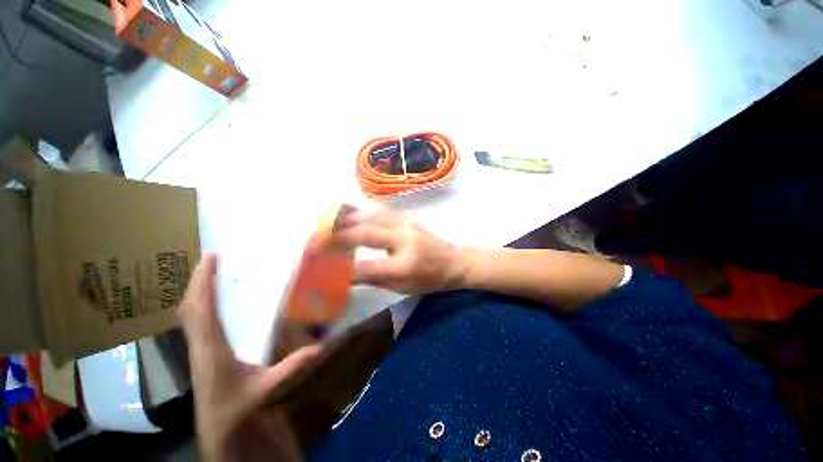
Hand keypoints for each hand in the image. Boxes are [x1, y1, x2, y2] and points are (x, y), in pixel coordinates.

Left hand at [180, 254, 323, 461]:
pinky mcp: (215, 363)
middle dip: (199, 284)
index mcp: (211, 354)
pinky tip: (232, 310)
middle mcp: (205, 351)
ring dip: (204, 297)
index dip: (202, 283)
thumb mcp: (263, 396)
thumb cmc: (236, 421)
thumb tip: (318, 347)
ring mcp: (207, 357)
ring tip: (220, 278)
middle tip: (214, 262)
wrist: (225, 447)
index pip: (201, 312)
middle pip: (192, 312)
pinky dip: (214, 313)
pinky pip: (208, 331)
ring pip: (197, 321)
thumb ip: (289, 370)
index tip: (210, 258)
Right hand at [332, 209, 467, 293]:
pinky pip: (380, 214)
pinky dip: (361, 214)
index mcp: (405, 265)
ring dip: (346, 220)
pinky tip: (348, 214)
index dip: (343, 269)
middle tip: (316, 239)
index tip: (324, 267)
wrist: (453, 261)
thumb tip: (347, 275)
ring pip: (371, 218)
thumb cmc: (430, 280)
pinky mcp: (407, 218)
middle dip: (338, 236)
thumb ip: (375, 279)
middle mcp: (405, 240)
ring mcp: (406, 225)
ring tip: (326, 223)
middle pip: (365, 234)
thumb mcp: (403, 287)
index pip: (367, 267)